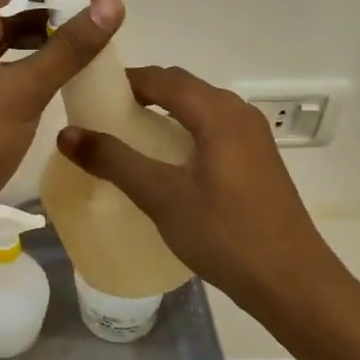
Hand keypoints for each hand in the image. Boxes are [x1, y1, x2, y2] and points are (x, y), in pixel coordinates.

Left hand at [0, 0, 122, 237]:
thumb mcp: (23, 90)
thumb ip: (69, 47)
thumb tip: (111, 2)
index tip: (109, 6)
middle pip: (15, 20)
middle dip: (58, 27)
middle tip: (107, 34)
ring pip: (10, 48)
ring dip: (47, 52)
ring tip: (92, 56)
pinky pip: (2, 73)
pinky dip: (30, 74)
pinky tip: (62, 83)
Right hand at [55, 66, 347, 313]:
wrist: (292, 281)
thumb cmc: (225, 234)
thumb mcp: (162, 196)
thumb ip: (114, 160)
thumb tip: (67, 133)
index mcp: (217, 112)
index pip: (163, 78)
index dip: (125, 80)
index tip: (90, 92)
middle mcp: (239, 113)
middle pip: (183, 88)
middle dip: (143, 94)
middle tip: (103, 115)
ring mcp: (253, 137)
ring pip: (200, 109)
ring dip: (165, 113)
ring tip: (129, 137)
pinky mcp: (258, 161)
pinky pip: (214, 130)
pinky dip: (185, 132)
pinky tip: (167, 162)